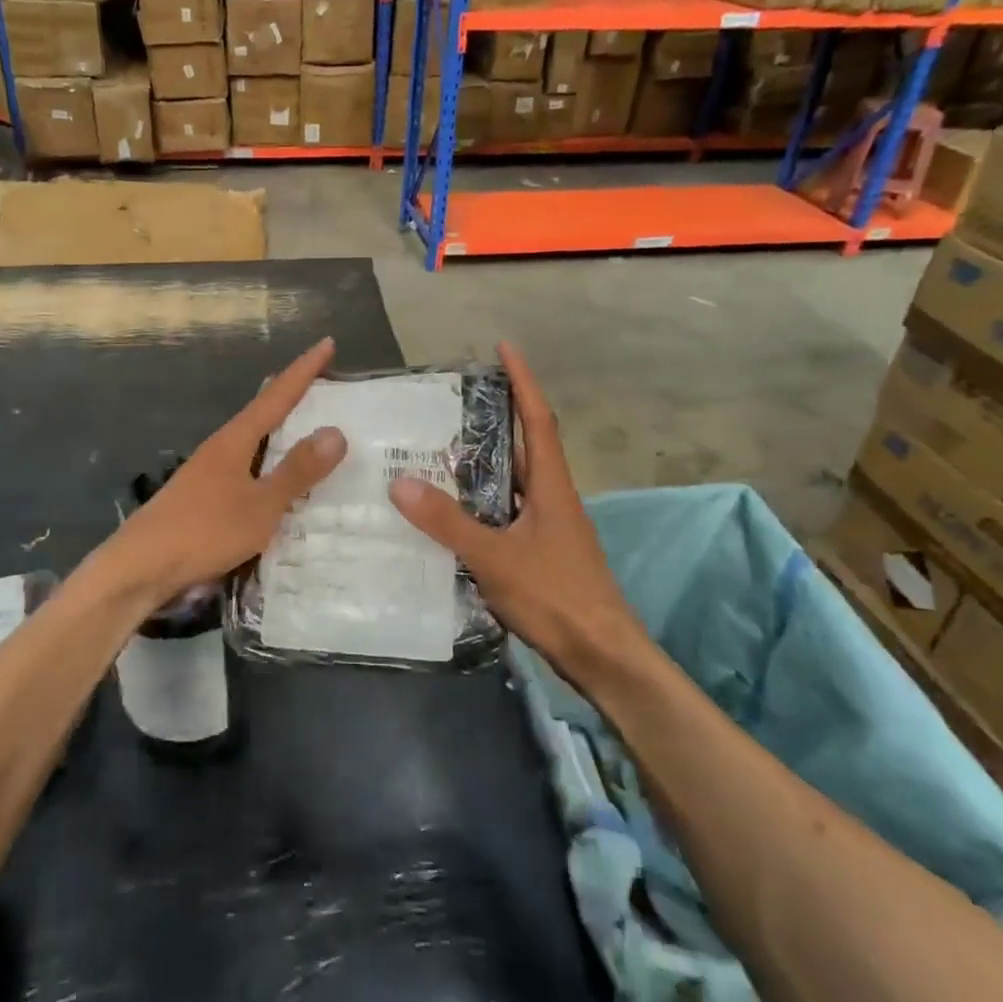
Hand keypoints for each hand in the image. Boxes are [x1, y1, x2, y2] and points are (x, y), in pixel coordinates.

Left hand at [103, 338, 346, 603]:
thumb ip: (297, 471)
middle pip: (262, 414)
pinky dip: (270, 467)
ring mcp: (209, 475)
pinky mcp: (203, 500)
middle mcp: (220, 450)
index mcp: (235, 441)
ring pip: (254, 444)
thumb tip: (336, 431)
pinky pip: (248, 471)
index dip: (304, 370)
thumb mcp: (260, 505)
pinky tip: (278, 484)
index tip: (327, 343)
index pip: (276, 396)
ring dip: (281, 434)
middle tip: (324, 386)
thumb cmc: (203, 532)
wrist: (140, 569)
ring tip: (309, 430)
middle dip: (292, 398)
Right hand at [388, 343, 640, 678]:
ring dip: (485, 459)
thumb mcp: (495, 557)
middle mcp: (552, 496)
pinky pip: (505, 511)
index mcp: (551, 485)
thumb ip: (448, 522)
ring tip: (439, 446)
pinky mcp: (540, 551)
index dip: (523, 380)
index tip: (504, 347)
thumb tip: (400, 483)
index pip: (538, 418)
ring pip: (512, 480)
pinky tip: (450, 510)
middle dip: (498, 414)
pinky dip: (480, 501)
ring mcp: (548, 525)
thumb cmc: (556, 597)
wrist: (602, 655)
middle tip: (451, 398)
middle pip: (525, 443)